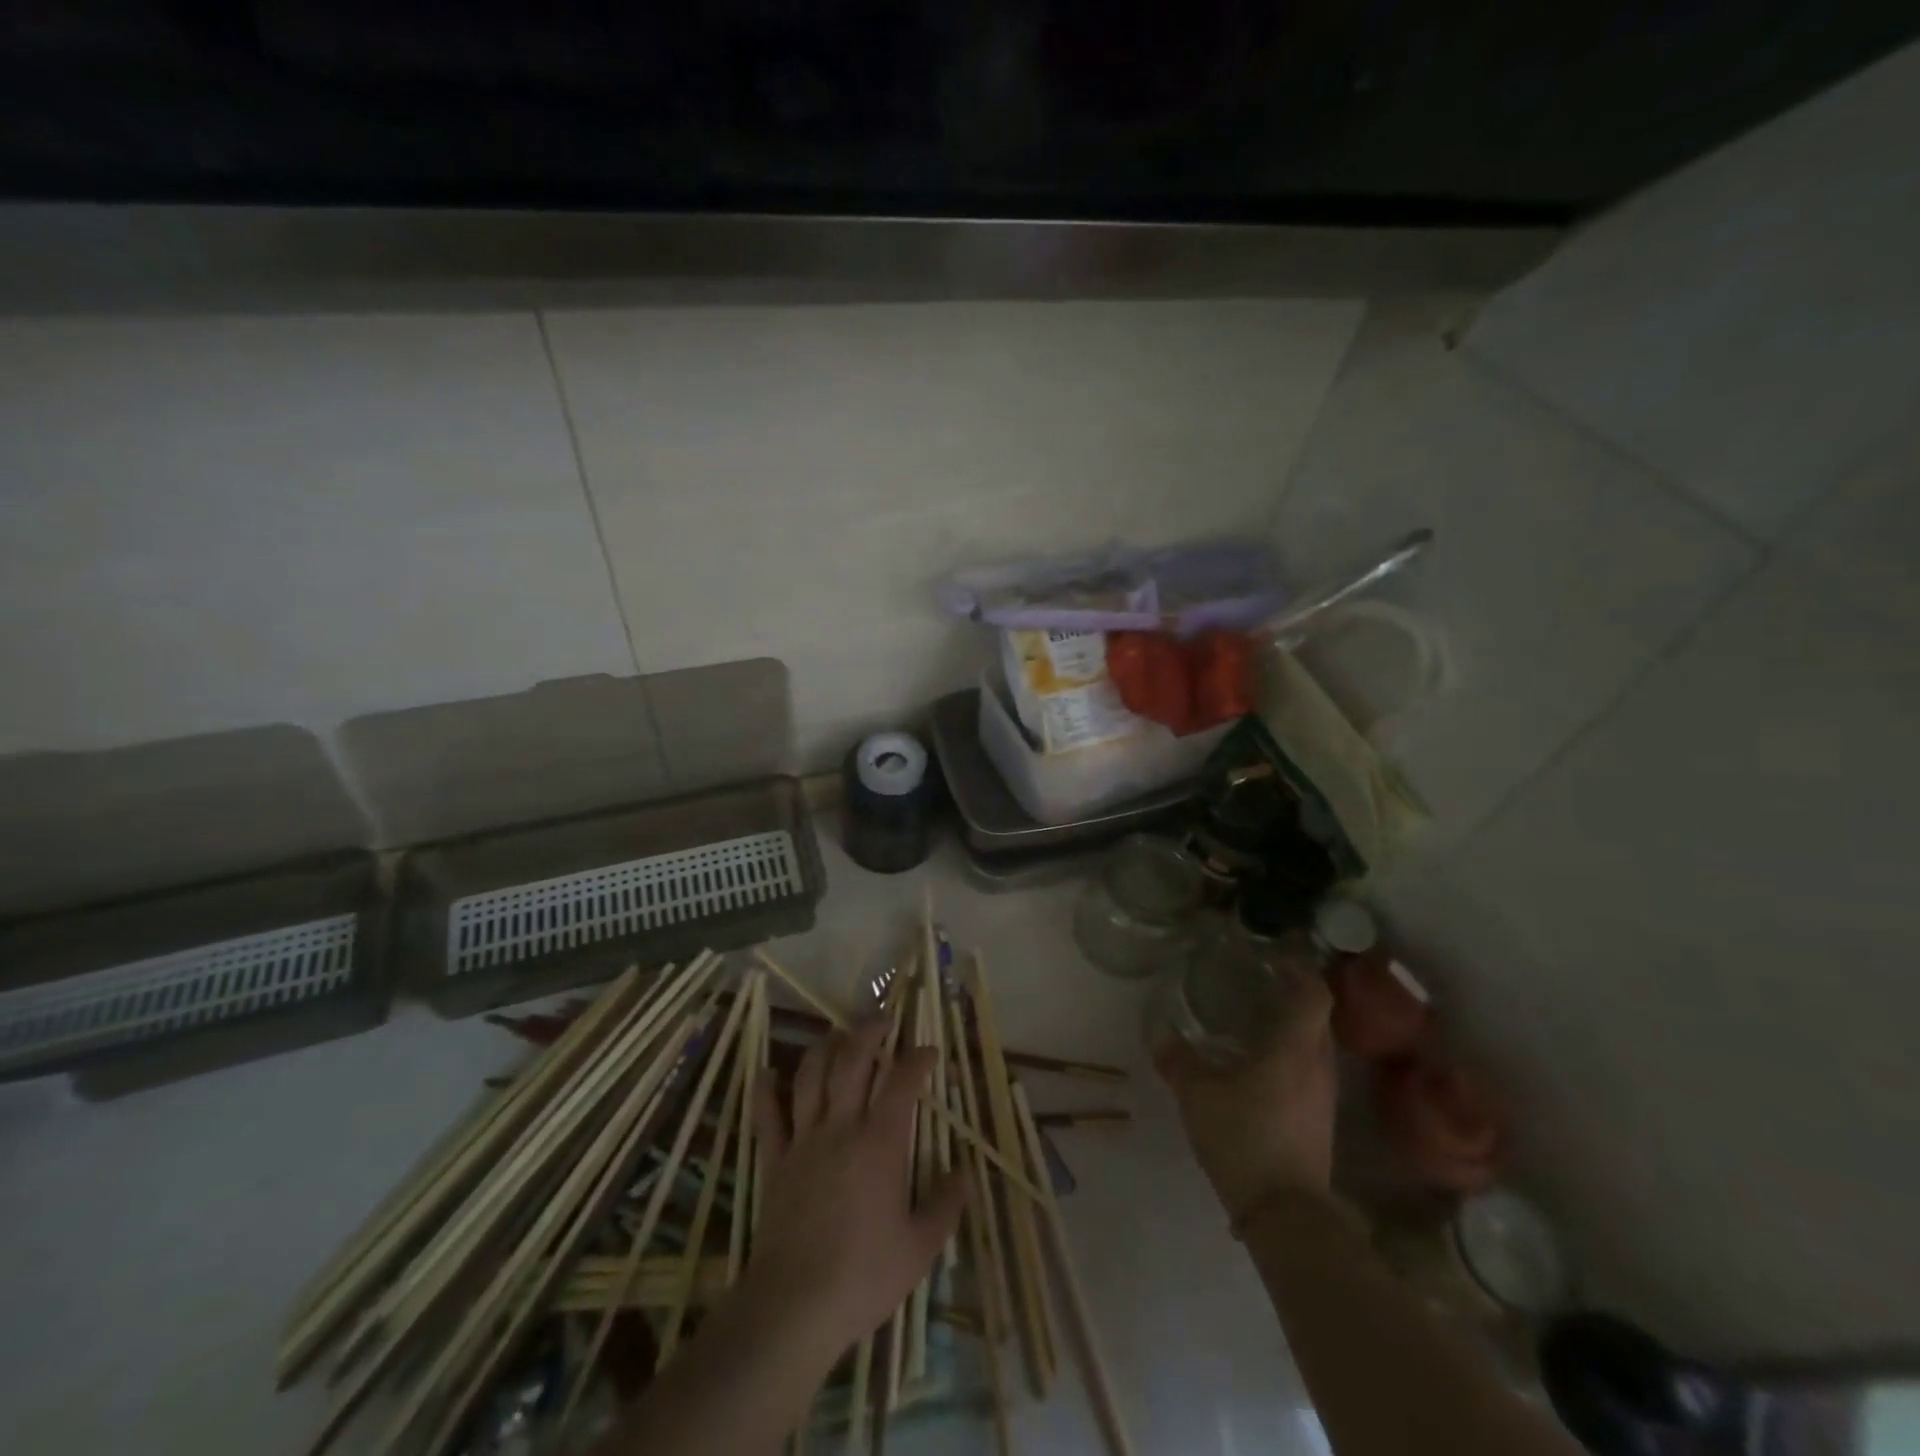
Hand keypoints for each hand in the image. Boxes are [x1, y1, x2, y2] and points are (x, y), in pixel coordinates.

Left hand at [743, 1017, 965, 1364]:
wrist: (794, 1305)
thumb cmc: (863, 1275)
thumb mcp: (919, 1247)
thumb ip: (945, 1205)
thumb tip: (964, 1174)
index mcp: (881, 1143)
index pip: (902, 1083)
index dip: (917, 1059)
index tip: (929, 1050)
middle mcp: (842, 1127)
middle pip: (852, 1061)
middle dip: (868, 1032)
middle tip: (882, 1020)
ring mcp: (804, 1140)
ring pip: (811, 1076)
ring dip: (824, 1048)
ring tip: (836, 1036)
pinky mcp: (774, 1160)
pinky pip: (768, 1115)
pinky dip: (766, 1090)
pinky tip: (767, 1072)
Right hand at [1153, 969, 1336, 1227]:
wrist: (1285, 1215)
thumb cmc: (1244, 1138)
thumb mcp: (1198, 1096)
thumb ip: (1179, 1061)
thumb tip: (1161, 1035)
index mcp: (1295, 1049)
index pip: (1314, 995)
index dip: (1300, 970)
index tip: (1276, 958)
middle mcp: (1318, 1066)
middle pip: (1318, 1018)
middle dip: (1294, 996)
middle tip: (1260, 985)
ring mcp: (1323, 1096)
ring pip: (1315, 1047)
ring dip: (1293, 1029)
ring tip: (1256, 1022)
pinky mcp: (1320, 1122)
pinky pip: (1310, 1072)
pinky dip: (1291, 1058)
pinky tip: (1259, 1067)